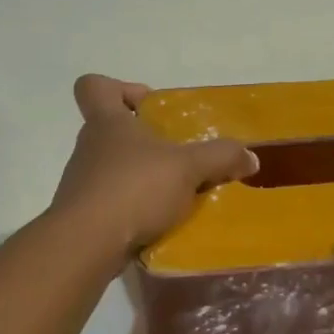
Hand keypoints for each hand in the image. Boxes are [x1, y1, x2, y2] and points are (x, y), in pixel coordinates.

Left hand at [50, 75, 257, 253]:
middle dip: (148, 141)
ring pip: (115, 169)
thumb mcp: (188, 168)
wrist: (86, 246)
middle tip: (180, 156)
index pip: (95, 87)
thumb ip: (221, 157)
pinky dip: (136, 208)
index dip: (120, 88)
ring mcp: (83, 183)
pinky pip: (114, 203)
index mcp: (108, 123)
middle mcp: (90, 147)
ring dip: (144, 177)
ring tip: (178, 195)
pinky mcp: (84, 216)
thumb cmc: (134, 189)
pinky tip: (161, 223)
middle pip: (113, 131)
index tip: (150, 105)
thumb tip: (250, 157)